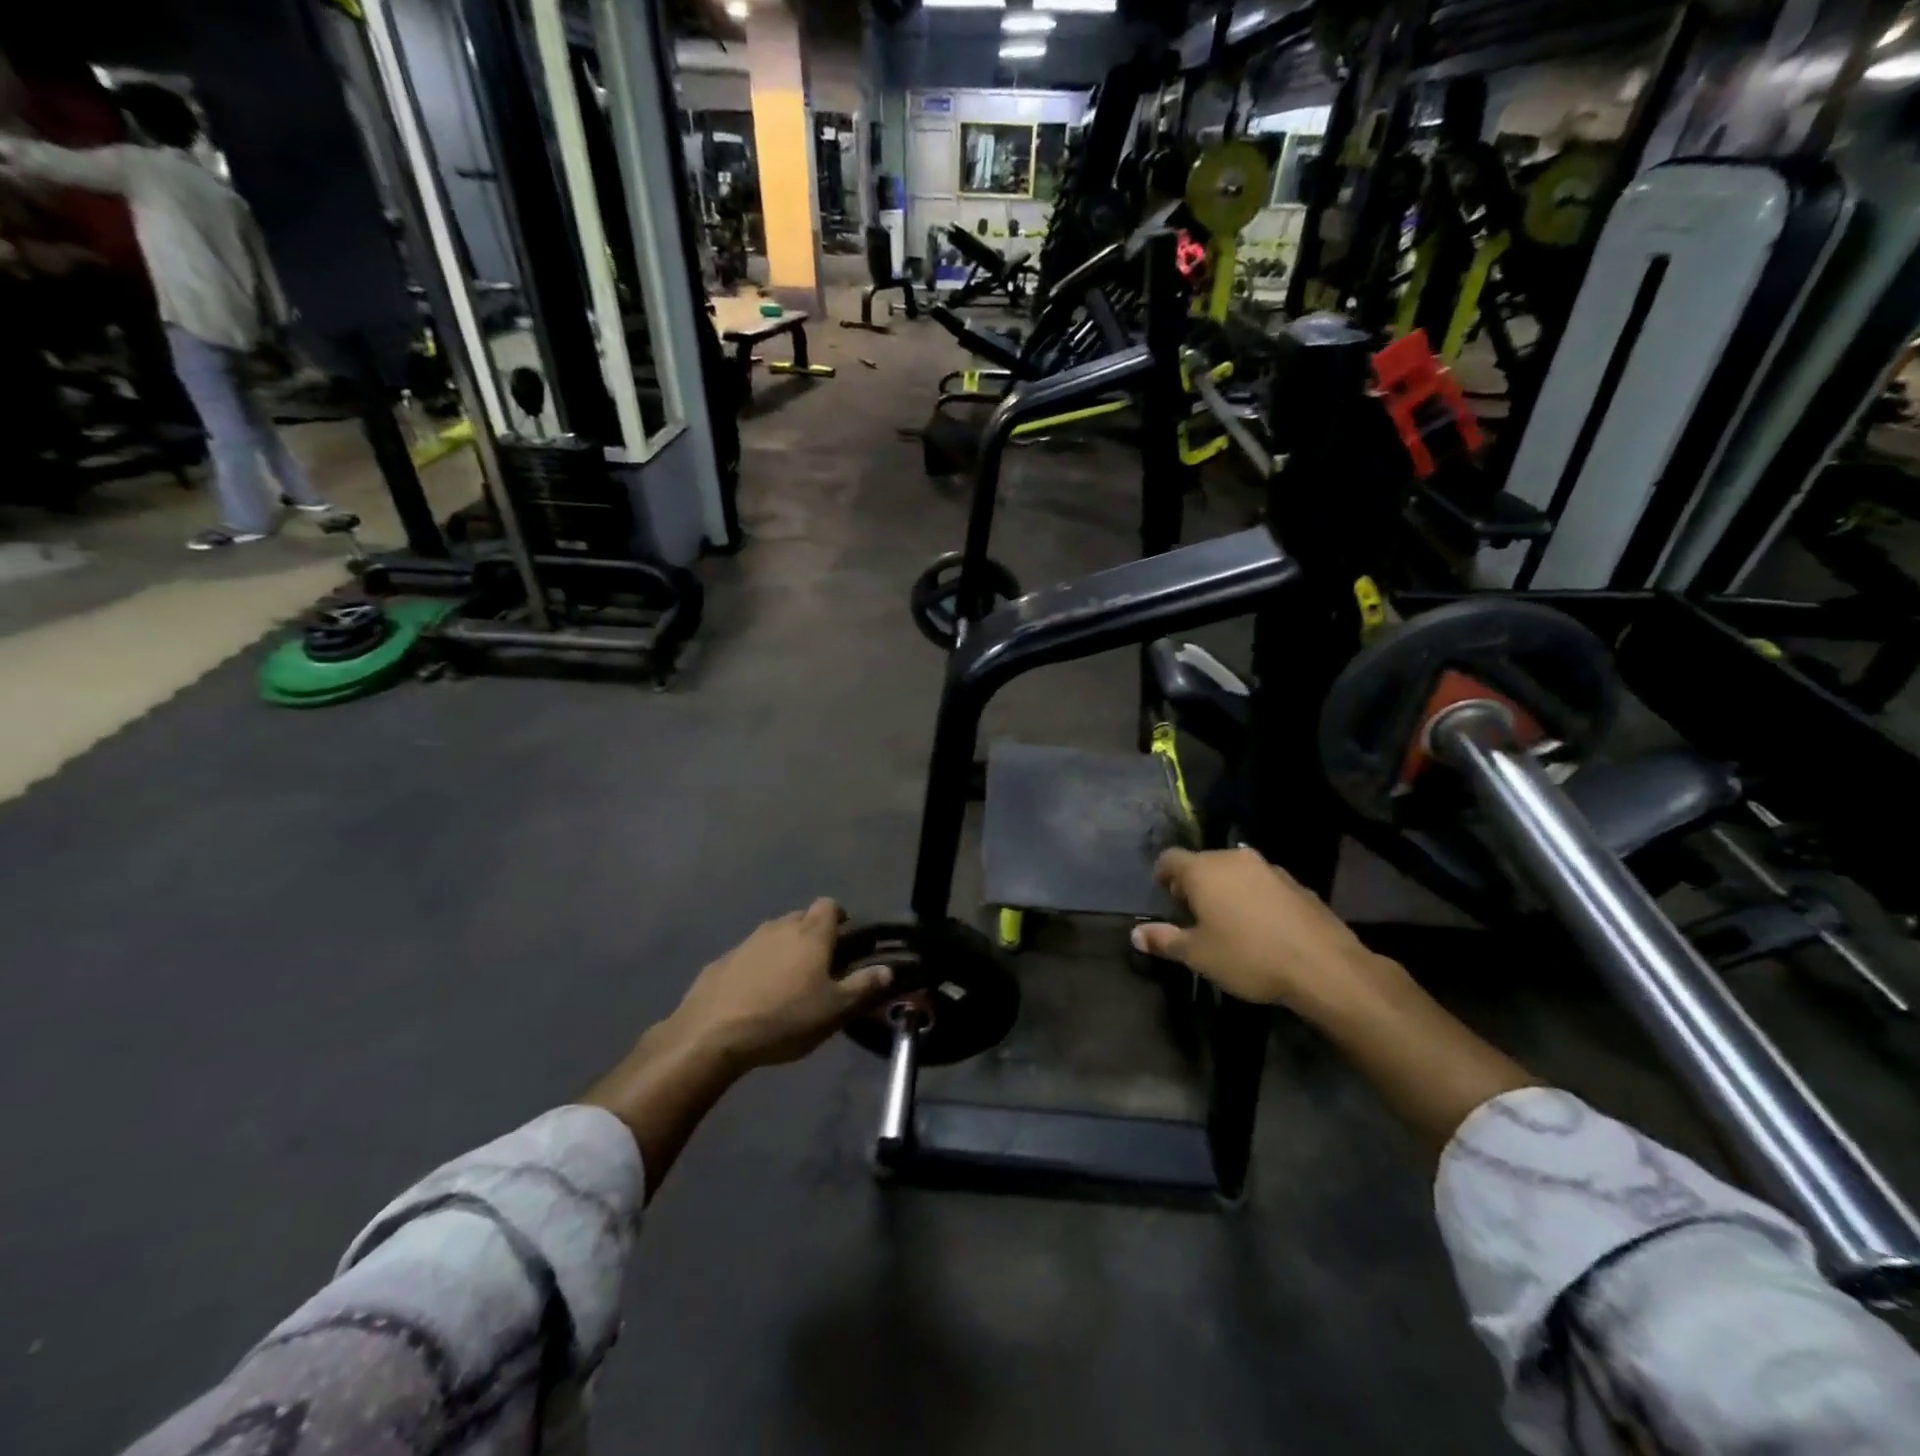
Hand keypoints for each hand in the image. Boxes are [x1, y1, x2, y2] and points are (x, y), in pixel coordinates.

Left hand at [665, 898, 892, 1070]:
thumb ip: (864, 986)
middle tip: (820, 965)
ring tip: (788, 982)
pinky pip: (748, 955)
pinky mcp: (721, 961)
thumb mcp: (834, 1010)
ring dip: (784, 949)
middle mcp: (780, 927)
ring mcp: (747, 942)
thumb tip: (888, 970)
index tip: (845, 939)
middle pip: (801, 917)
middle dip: (813, 933)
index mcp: (811, 934)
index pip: (829, 905)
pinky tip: (754, 995)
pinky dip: (757, 967)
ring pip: (774, 934)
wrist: (711, 1033)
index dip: (839, 917)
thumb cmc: (784, 1018)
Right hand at [1132, 847, 1401, 1020]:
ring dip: (1225, 887)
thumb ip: (1164, 940)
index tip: (1162, 892)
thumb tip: (1135, 934)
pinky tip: (1259, 925)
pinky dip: (1252, 896)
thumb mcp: (1198, 955)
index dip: (1162, 873)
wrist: (1323, 966)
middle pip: (1203, 861)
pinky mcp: (1296, 883)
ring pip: (1234, 870)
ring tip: (1226, 918)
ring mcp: (1268, 868)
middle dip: (1193, 882)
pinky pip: (1261, 883)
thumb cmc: (1248, 957)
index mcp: (1204, 870)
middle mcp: (1234, 859)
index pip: (1170, 858)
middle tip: (1191, 910)